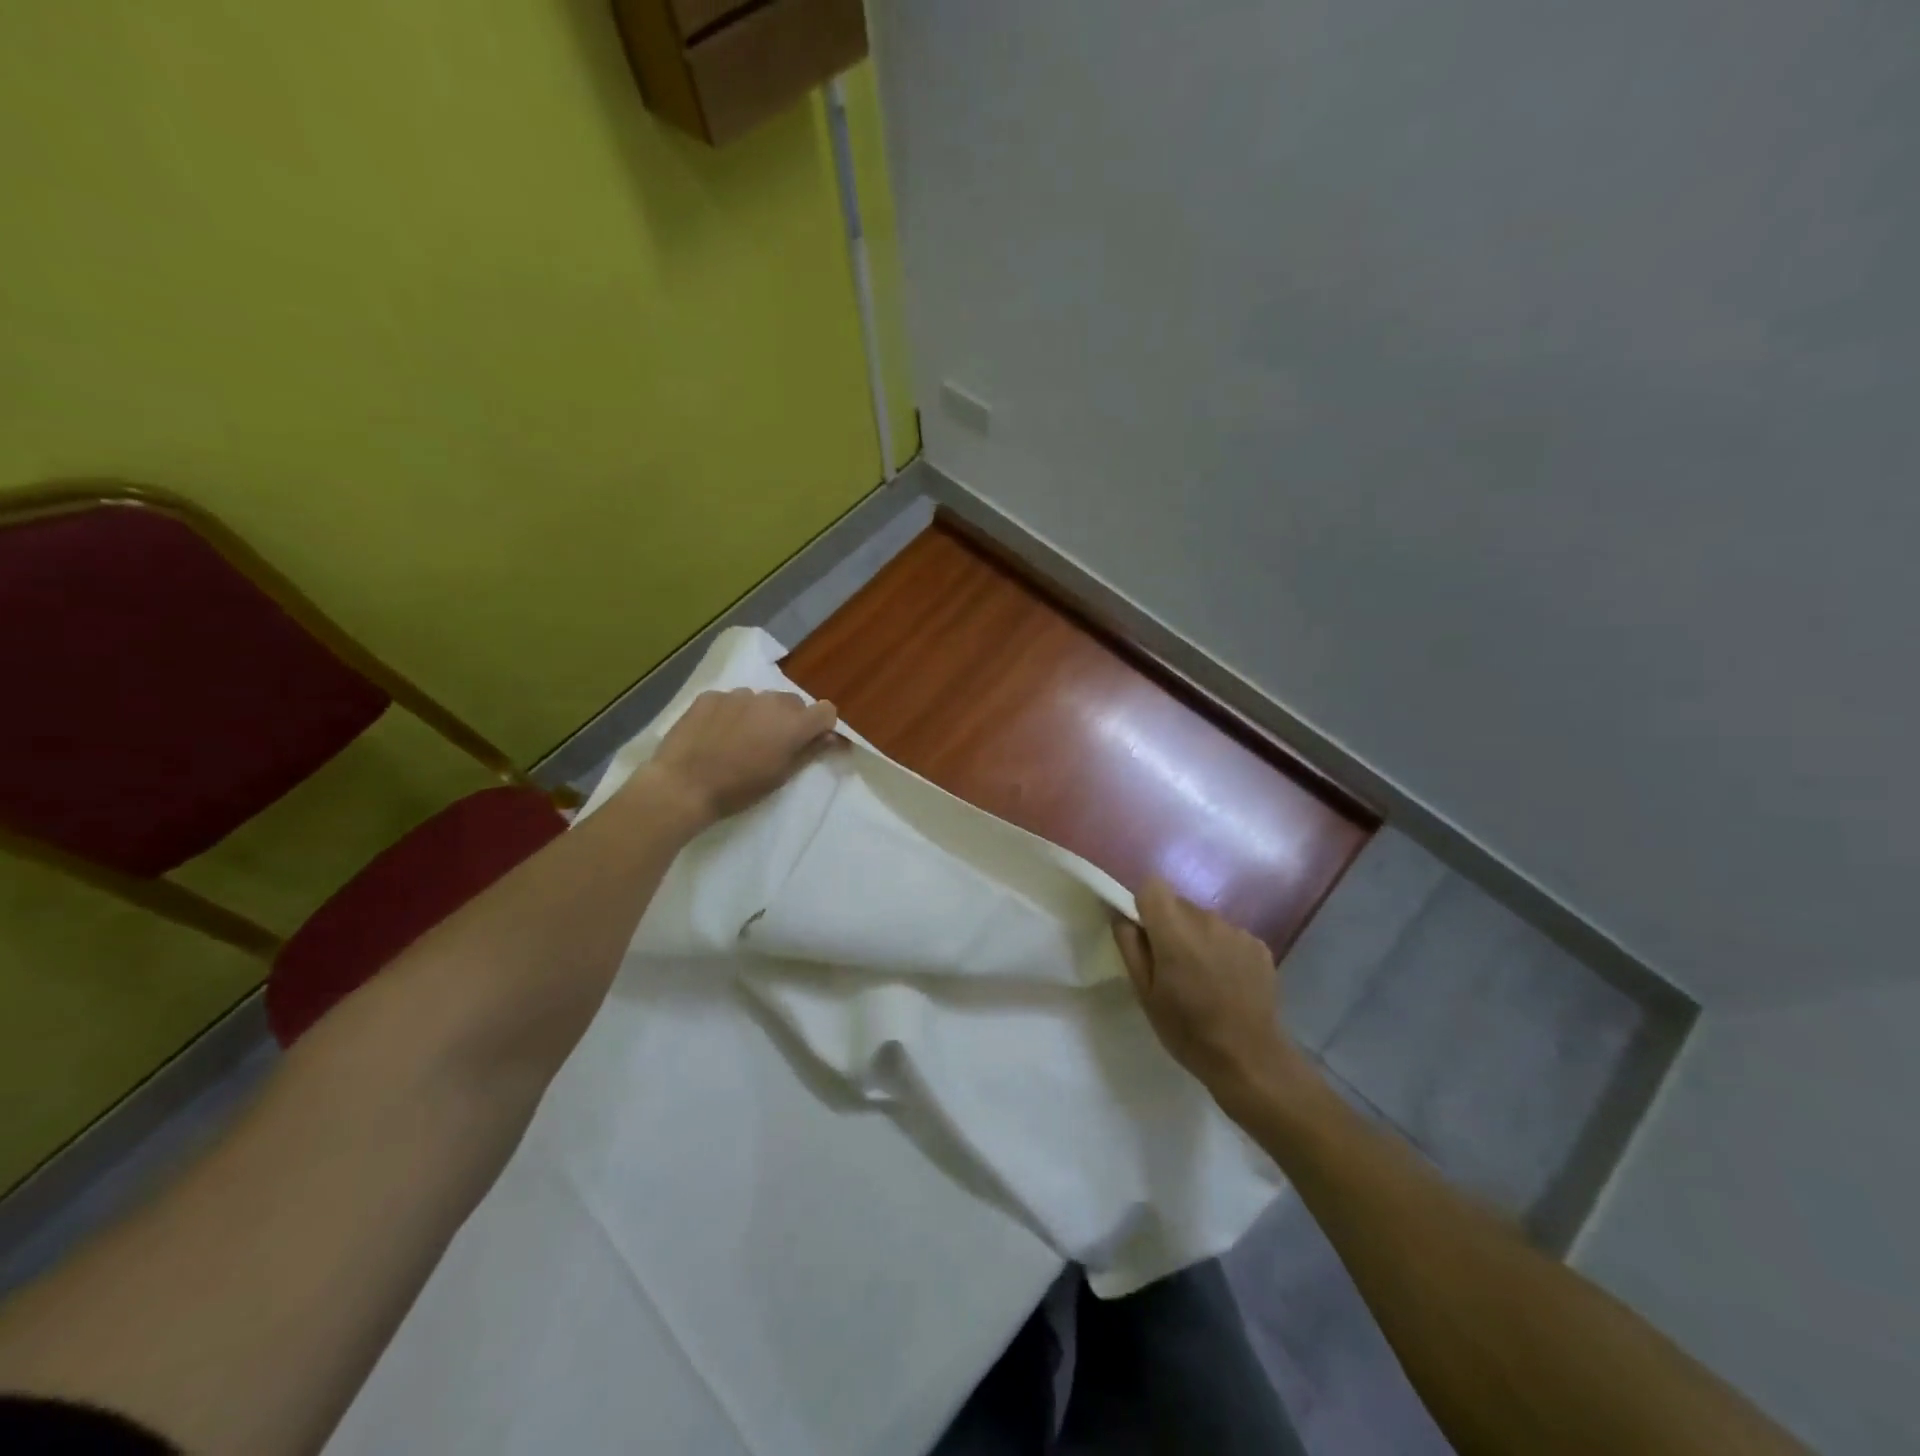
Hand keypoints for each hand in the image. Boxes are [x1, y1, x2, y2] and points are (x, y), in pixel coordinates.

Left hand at [643, 688, 840, 825]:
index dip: (821, 726)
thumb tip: (833, 737)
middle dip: (789, 720)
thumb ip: (810, 751)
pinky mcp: (710, 696)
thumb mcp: (781, 776)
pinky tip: (715, 735)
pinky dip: (730, 714)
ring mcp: (738, 695)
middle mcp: (770, 701)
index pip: (826, 710)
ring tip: (740, 740)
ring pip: (761, 700)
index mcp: (793, 723)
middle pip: (793, 703)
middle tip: (772, 745)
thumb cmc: (738, 789)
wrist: (682, 785)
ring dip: (759, 715)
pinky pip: (731, 700)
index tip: (810, 742)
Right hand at [1112, 877, 1312, 1105]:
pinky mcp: (1259, 945)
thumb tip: (1119, 914)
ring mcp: (1238, 931)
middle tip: (1171, 966)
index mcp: (1174, 931)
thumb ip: (1129, 946)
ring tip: (1202, 978)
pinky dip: (1223, 950)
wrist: (1250, 1059)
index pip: (1152, 886)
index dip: (1144, 905)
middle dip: (1170, 926)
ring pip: (1205, 920)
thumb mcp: (1144, 993)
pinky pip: (1229, 935)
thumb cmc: (1187, 1030)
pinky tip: (1227, 983)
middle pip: (1179, 904)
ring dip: (1197, 938)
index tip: (1145, 934)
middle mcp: (1208, 920)